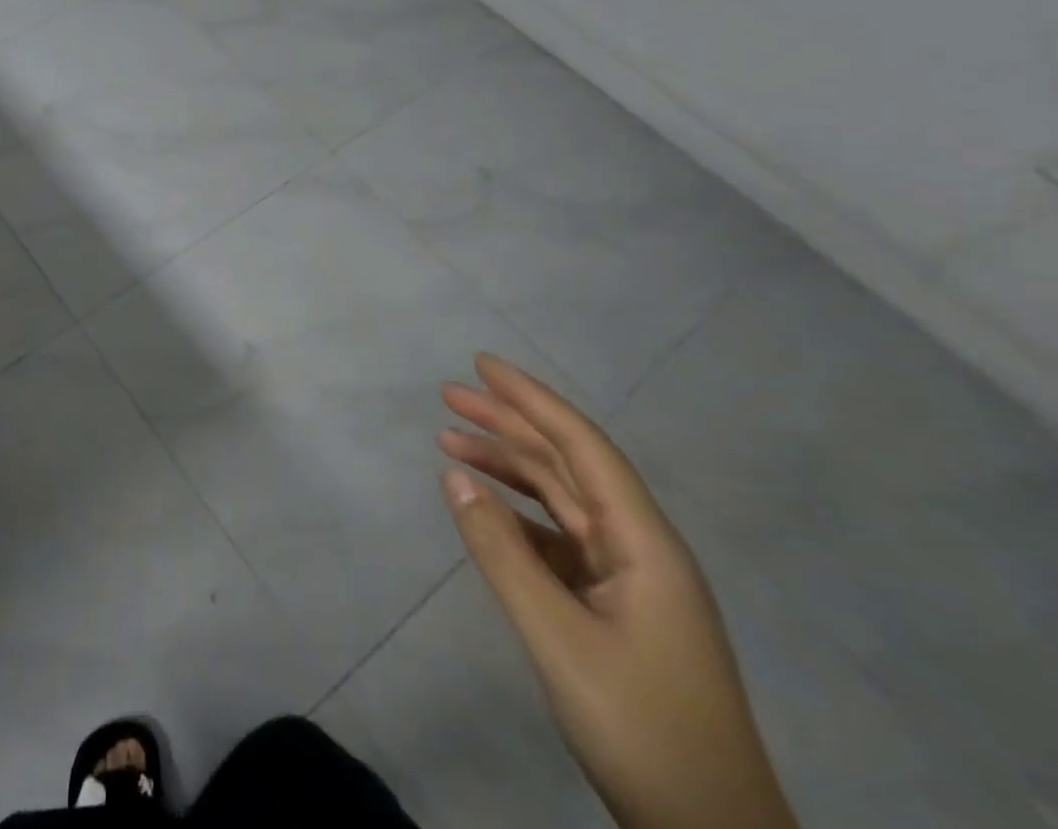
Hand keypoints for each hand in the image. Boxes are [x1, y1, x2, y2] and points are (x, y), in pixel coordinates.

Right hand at [438, 355, 797, 828]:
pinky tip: (482, 508)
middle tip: (449, 395)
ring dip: (507, 466)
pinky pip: (557, 540)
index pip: (582, 447)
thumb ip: (502, 553)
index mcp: (645, 544)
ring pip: (560, 500)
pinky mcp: (615, 609)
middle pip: (568, 465)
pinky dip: (516, 515)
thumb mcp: (559, 639)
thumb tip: (454, 476)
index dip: (532, 400)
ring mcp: (629, 581)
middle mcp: (640, 548)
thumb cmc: (642, 730)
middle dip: (509, 424)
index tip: (482, 364)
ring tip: (450, 439)